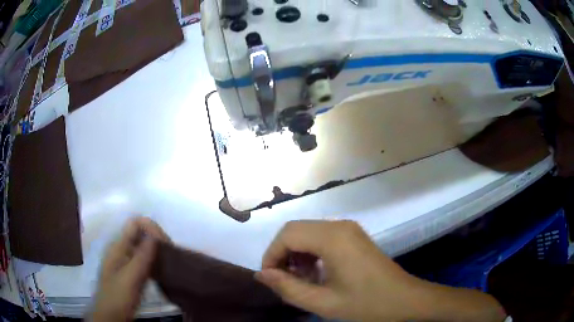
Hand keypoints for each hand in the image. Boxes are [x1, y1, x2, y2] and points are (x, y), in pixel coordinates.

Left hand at [89, 217, 170, 321]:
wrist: (111, 315)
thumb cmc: (117, 296)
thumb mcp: (130, 278)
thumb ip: (141, 257)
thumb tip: (155, 235)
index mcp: (118, 246)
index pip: (135, 224)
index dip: (151, 227)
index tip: (166, 242)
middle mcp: (122, 250)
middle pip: (141, 234)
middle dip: (156, 239)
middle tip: (172, 254)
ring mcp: (127, 261)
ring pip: (144, 248)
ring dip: (157, 250)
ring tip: (171, 261)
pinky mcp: (132, 272)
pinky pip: (145, 261)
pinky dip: (155, 261)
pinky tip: (164, 270)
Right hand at [255, 220, 505, 321]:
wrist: (405, 299)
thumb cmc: (367, 304)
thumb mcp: (323, 302)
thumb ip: (288, 288)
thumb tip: (261, 275)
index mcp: (333, 238)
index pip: (287, 235)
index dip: (271, 256)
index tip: (270, 279)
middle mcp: (339, 225)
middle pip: (295, 230)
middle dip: (281, 254)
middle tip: (282, 281)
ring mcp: (348, 228)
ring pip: (307, 233)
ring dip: (296, 254)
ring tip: (299, 280)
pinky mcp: (353, 235)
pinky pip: (321, 237)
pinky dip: (310, 253)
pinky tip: (315, 273)